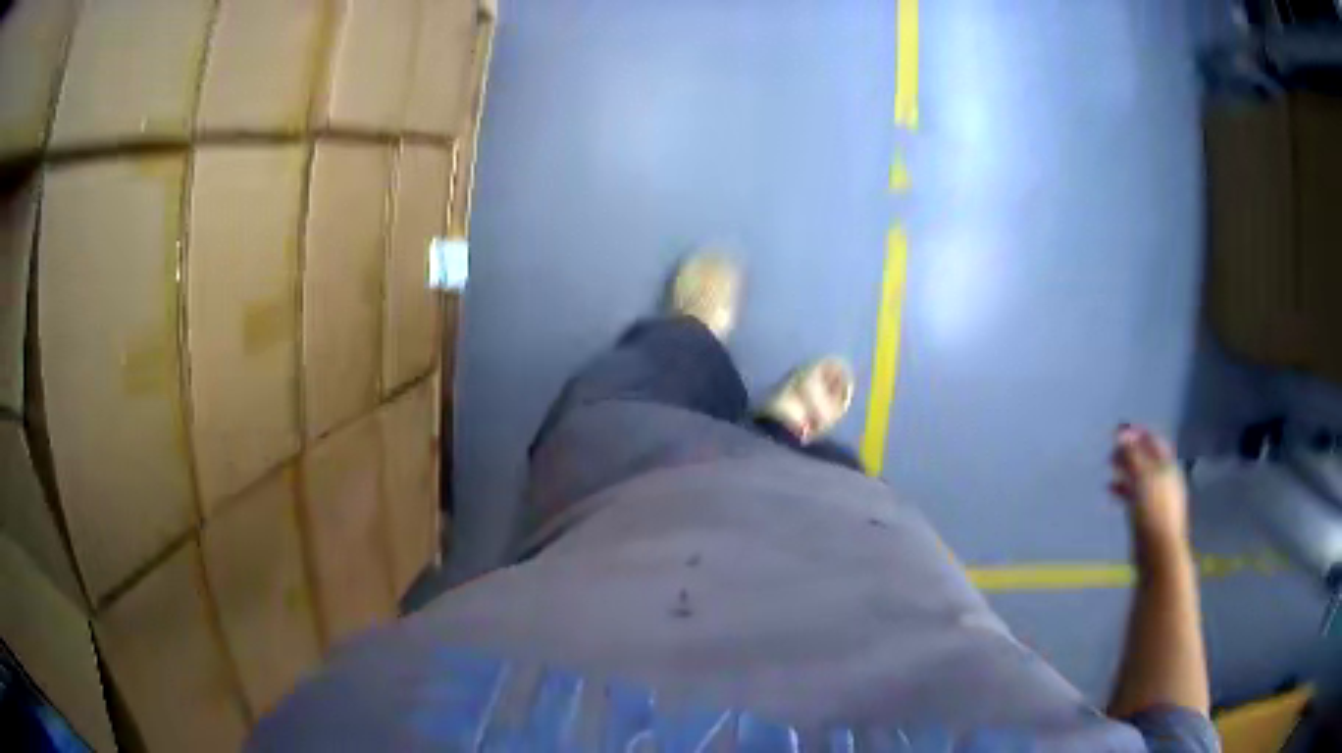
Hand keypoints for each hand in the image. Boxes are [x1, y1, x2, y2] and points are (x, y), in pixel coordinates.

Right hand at [1109, 424, 1189, 548]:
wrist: (1158, 552)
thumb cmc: (1153, 511)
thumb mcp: (1142, 478)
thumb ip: (1132, 455)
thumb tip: (1122, 434)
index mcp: (1167, 466)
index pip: (1153, 441)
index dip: (1138, 432)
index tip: (1119, 429)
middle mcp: (1164, 478)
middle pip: (1147, 458)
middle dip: (1131, 450)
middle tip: (1112, 448)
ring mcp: (1157, 498)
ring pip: (1140, 476)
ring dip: (1126, 469)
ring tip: (1110, 467)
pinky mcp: (1147, 515)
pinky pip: (1135, 495)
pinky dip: (1123, 489)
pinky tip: (1111, 490)